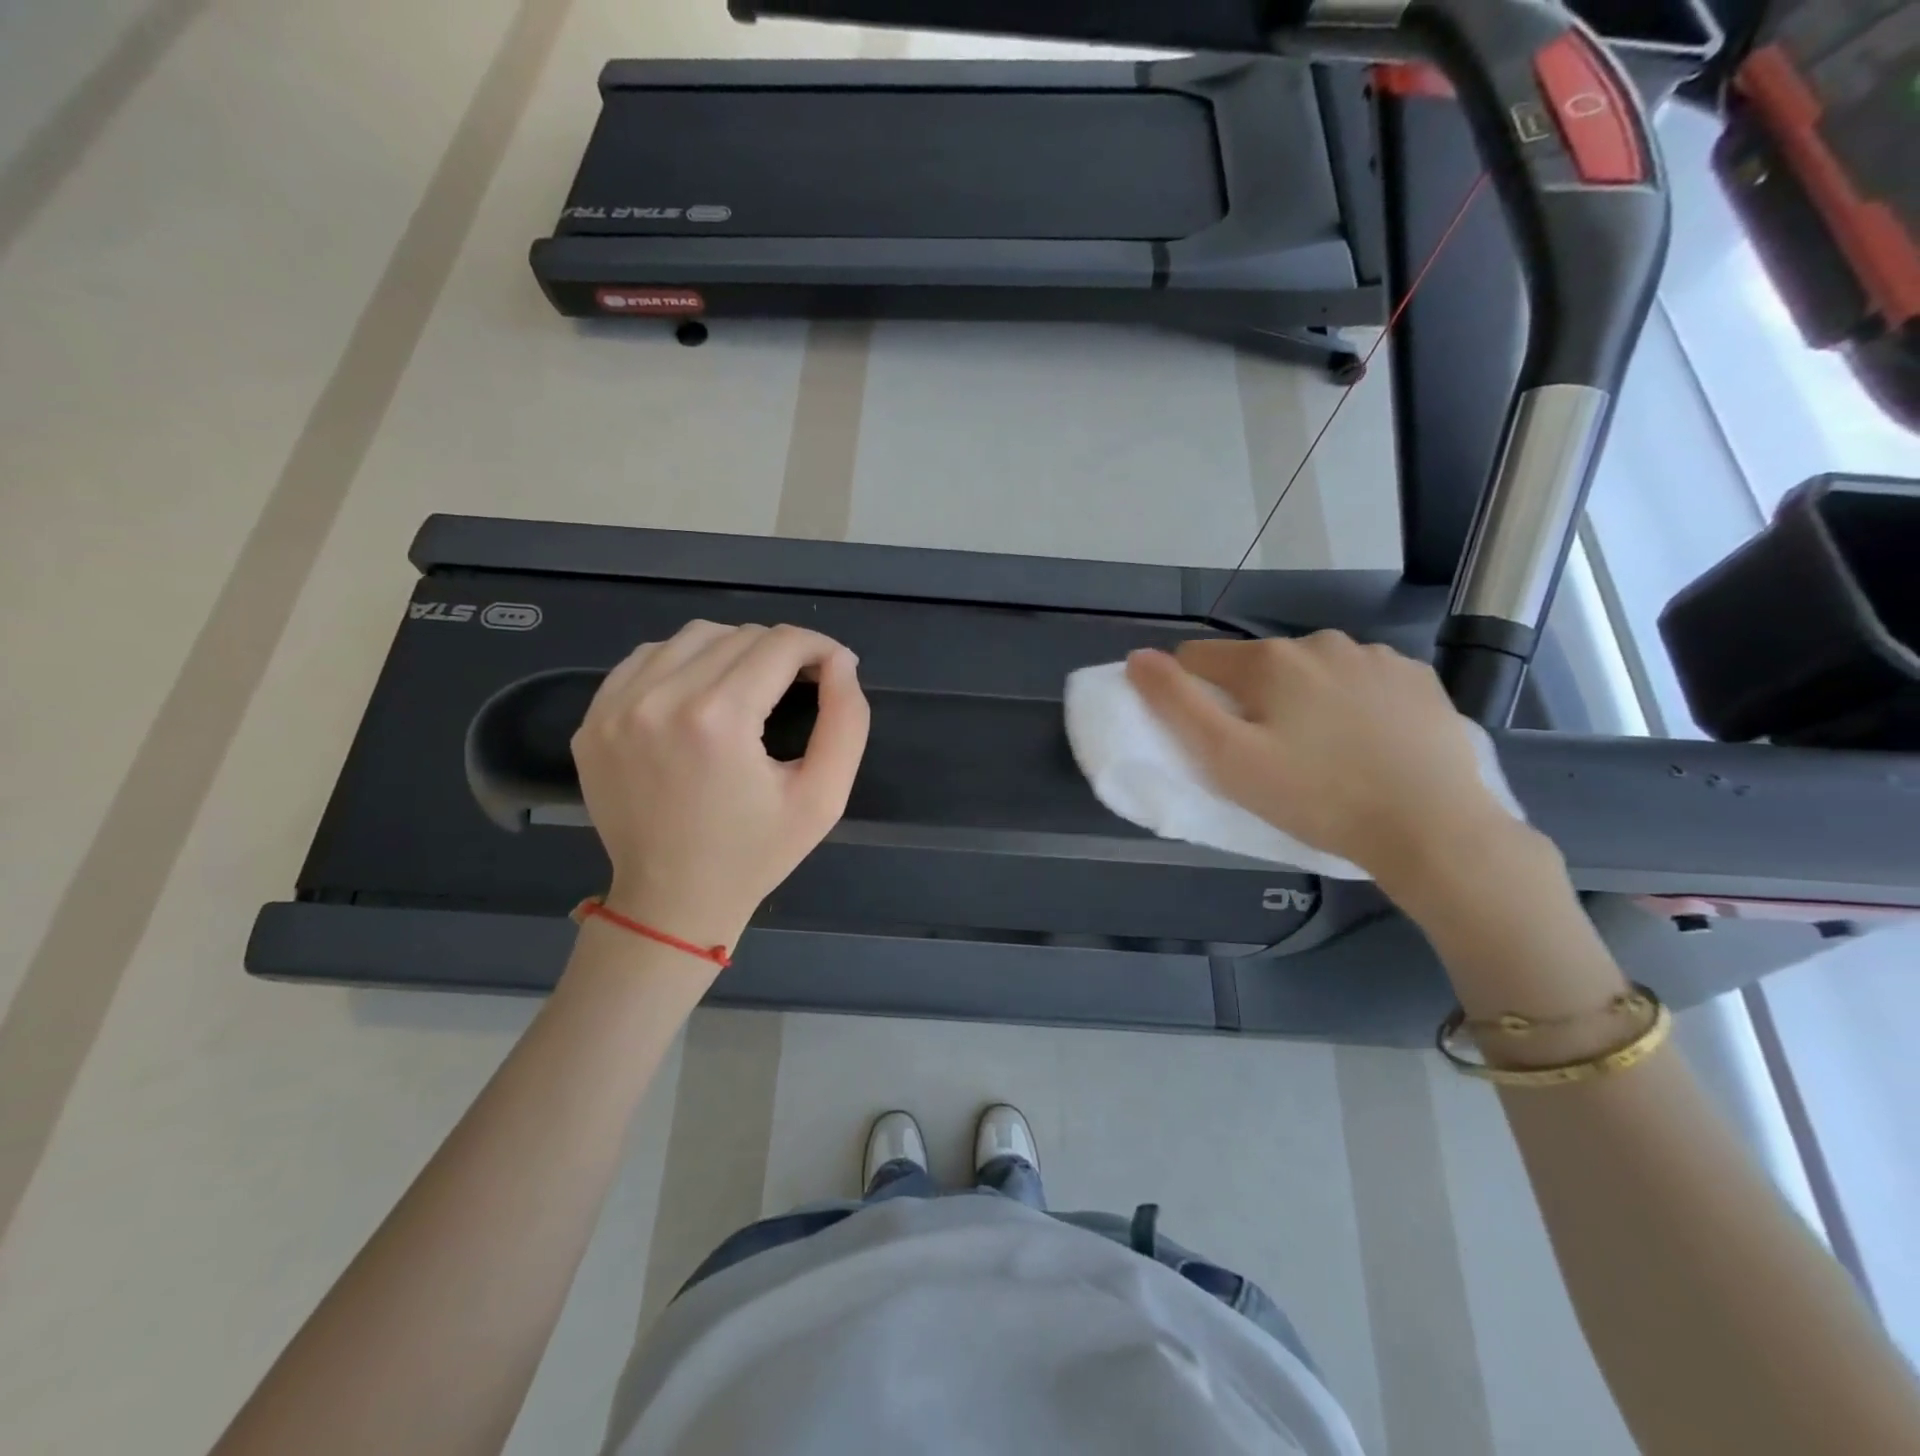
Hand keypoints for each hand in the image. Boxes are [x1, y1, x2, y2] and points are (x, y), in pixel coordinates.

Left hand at [571, 621, 869, 952]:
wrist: (671, 901)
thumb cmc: (755, 853)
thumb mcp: (823, 797)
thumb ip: (846, 721)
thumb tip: (841, 661)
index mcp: (718, 719)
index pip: (780, 644)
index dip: (819, 647)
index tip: (834, 667)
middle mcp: (659, 699)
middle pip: (738, 635)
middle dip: (781, 651)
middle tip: (799, 684)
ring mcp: (616, 707)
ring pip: (691, 637)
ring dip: (733, 650)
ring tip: (751, 687)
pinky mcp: (593, 719)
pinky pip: (646, 659)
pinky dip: (683, 663)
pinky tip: (701, 694)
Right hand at [1127, 632, 1520, 884]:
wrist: (1433, 828)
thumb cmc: (1317, 797)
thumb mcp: (1228, 759)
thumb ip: (1176, 704)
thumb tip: (1138, 657)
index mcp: (1269, 660)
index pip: (1198, 659)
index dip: (1192, 695)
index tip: (1213, 739)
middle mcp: (1319, 642)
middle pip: (1257, 664)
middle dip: (1251, 698)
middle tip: (1271, 755)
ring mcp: (1374, 656)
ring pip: (1310, 670)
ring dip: (1302, 697)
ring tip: (1323, 750)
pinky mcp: (1416, 677)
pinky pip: (1361, 679)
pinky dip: (1352, 701)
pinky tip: (1368, 741)